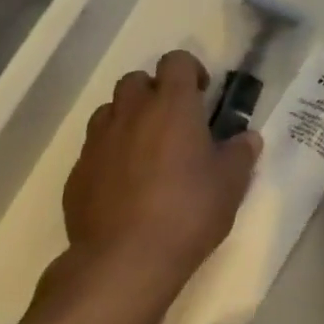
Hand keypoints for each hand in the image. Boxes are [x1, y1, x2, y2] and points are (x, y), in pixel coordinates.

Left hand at [49, 50, 261, 308]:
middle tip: (173, 122)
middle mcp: (131, 112)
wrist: (123, 262)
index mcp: (172, 104)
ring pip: (110, 111)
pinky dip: (109, 155)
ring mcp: (98, 142)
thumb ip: (240, 153)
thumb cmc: (187, 212)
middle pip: (136, 81)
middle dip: (154, 92)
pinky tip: (123, 186)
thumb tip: (247, 138)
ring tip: (145, 151)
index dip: (189, 70)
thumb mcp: (230, 184)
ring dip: (128, 120)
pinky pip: (94, 149)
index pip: (176, 61)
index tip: (201, 95)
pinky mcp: (76, 174)